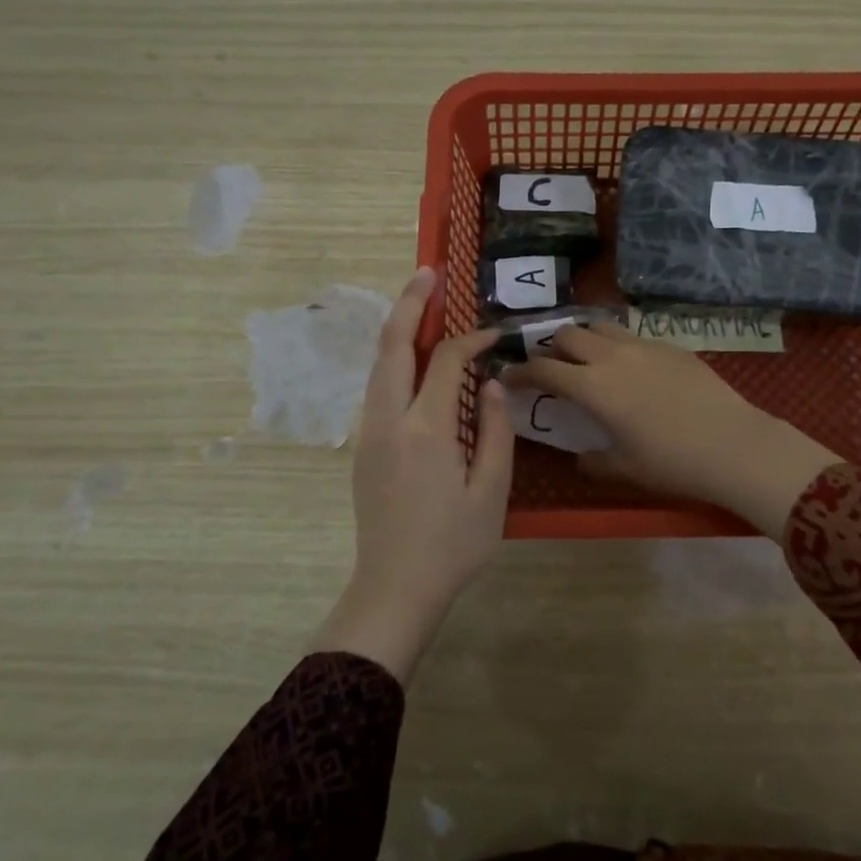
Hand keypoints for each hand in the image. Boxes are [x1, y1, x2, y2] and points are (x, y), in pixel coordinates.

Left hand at [314, 267, 513, 683]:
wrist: (394, 588)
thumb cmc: (453, 545)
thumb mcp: (491, 491)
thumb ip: (495, 431)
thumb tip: (492, 385)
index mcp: (425, 429)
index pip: (447, 361)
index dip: (472, 339)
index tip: (496, 335)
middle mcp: (388, 420)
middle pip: (393, 346)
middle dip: (409, 303)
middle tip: (429, 273)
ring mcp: (369, 432)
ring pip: (379, 365)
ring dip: (398, 329)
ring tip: (420, 304)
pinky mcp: (364, 447)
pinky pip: (378, 388)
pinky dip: (394, 360)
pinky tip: (413, 360)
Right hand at [502, 324, 839, 537]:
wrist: (734, 445)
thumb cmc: (672, 462)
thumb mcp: (625, 467)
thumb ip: (594, 461)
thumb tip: (581, 457)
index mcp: (593, 386)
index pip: (544, 369)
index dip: (521, 372)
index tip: (508, 376)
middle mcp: (612, 356)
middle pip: (568, 334)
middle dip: (551, 347)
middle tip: (552, 367)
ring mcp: (644, 346)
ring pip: (601, 325)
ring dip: (584, 337)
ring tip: (587, 358)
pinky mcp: (672, 345)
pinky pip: (633, 335)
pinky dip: (617, 344)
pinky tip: (630, 367)